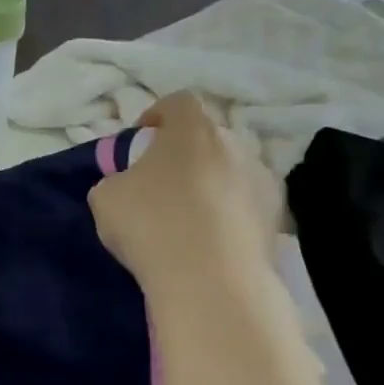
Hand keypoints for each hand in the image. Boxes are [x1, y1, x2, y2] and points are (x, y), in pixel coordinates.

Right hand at [87, 92, 282, 296]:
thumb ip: (115, 180)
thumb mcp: (105, 199)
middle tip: (163, 183)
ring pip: (231, 172)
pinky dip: (232, 216)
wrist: (211, 282)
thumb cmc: (151, 225)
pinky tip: (214, 244)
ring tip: (191, 219)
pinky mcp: (278, 219)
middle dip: (187, 154)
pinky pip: (247, 206)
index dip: (158, 115)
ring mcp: (263, 181)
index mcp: (192, 129)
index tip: (142, 138)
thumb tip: (126, 185)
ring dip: (212, 185)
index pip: (179, 102)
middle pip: (209, 137)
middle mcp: (235, 144)